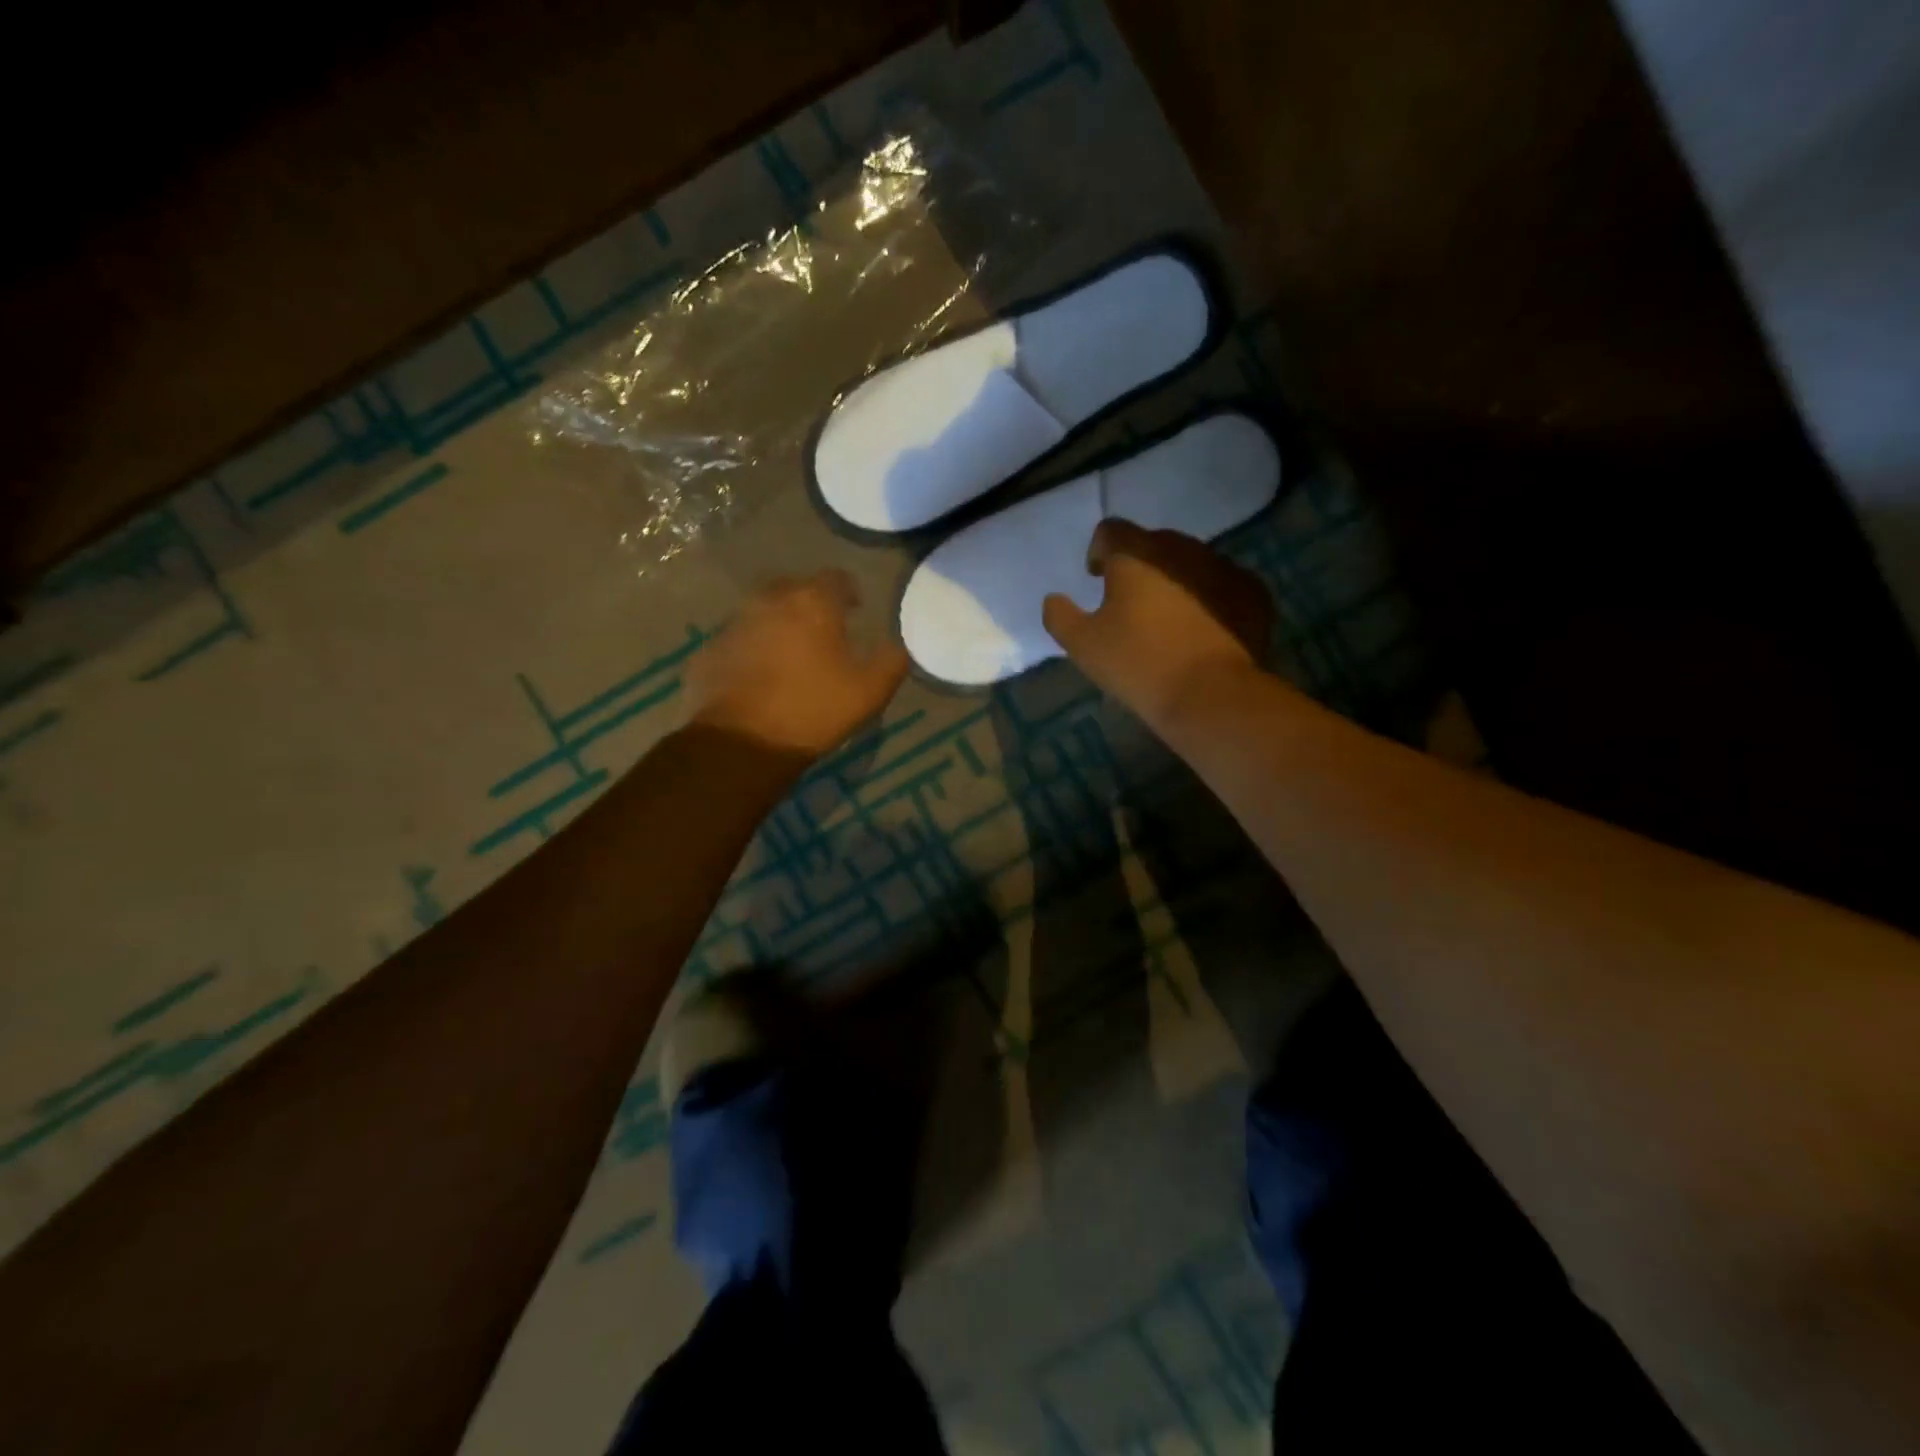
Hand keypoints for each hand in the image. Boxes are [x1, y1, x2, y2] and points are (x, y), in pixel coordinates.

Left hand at [689, 570, 909, 755]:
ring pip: (763, 612)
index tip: (856, 611)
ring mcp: (734, 623)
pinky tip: (761, 676)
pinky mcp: (710, 649)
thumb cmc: (813, 710)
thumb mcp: (869, 692)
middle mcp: (770, 600)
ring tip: (791, 655)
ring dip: (779, 625)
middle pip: (795, 589)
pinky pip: (739, 640)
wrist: (742, 743)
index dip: (849, 592)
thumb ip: (891, 662)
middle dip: (811, 604)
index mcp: (812, 602)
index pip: (836, 578)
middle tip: (824, 632)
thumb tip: (899, 646)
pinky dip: (752, 649)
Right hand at [1042, 519, 1273, 727]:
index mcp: (1136, 554)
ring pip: (1191, 563)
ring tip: (1169, 617)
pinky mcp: (1253, 592)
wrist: (1210, 694)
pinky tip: (1204, 629)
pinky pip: (1223, 585)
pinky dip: (1210, 598)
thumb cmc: (1137, 664)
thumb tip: (1054, 599)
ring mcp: (1223, 567)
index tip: (1097, 576)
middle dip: (1140, 565)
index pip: (1111, 530)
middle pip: (1154, 543)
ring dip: (1176, 580)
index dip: (1099, 550)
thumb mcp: (1082, 645)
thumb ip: (1060, 615)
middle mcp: (1181, 548)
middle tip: (1132, 601)